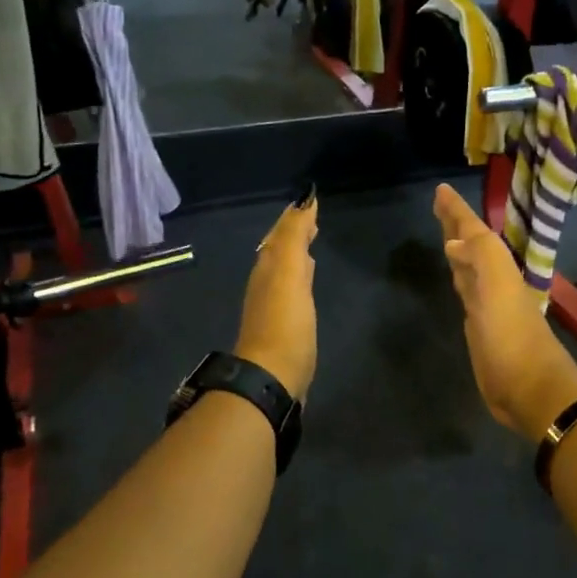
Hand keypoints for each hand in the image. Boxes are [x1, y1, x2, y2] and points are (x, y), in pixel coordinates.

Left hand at [235, 194, 318, 400]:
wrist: (272, 376)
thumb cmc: (285, 323)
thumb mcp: (290, 273)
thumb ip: (295, 237)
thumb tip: (303, 201)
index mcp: (268, 268)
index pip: (280, 234)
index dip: (294, 217)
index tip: (309, 201)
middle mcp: (266, 282)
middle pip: (279, 250)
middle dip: (293, 232)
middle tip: (310, 218)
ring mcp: (273, 306)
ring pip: (284, 269)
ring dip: (296, 253)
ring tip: (311, 242)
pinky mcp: (284, 327)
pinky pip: (291, 290)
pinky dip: (300, 276)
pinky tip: (306, 282)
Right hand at [433, 184, 576, 441]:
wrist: (529, 388)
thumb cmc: (511, 336)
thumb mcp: (497, 288)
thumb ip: (480, 256)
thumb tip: (453, 241)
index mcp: (498, 268)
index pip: (475, 232)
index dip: (458, 212)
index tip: (440, 190)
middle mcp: (493, 281)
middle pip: (472, 246)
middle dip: (457, 225)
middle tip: (439, 205)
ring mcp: (487, 305)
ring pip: (469, 267)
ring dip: (458, 249)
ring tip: (445, 235)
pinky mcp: (480, 328)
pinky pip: (466, 291)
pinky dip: (459, 277)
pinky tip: (455, 276)